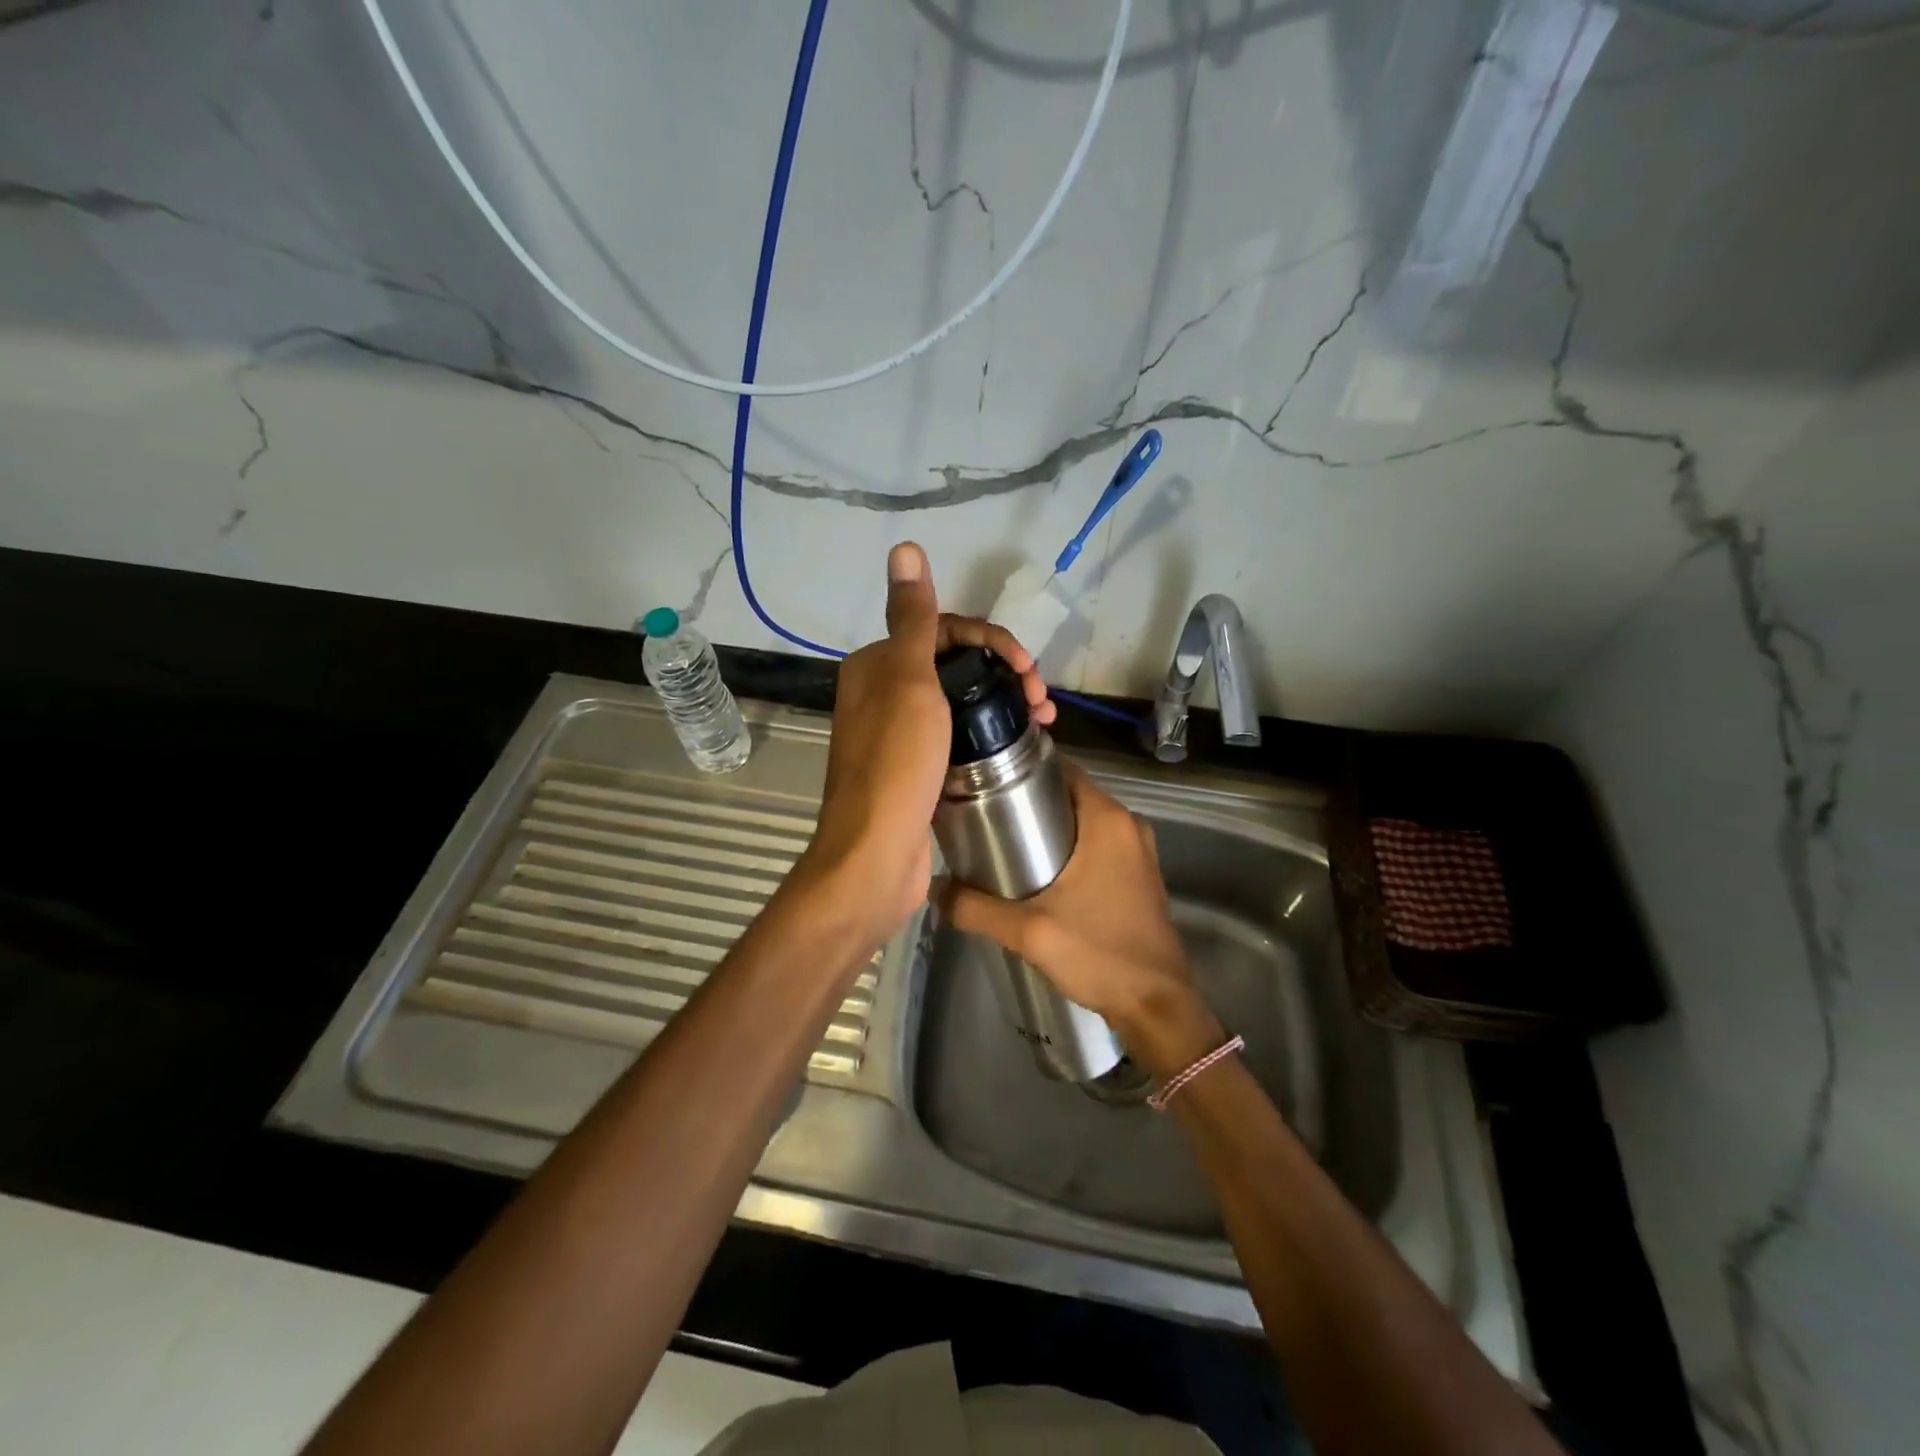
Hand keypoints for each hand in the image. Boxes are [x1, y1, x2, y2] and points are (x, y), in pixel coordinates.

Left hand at [797, 542, 1050, 947]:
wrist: (875, 858)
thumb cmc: (896, 765)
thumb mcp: (908, 682)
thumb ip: (911, 617)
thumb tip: (905, 547)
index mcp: (877, 665)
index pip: (942, 628)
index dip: (991, 638)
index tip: (1027, 667)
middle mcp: (883, 693)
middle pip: (955, 663)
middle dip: (1004, 669)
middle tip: (1041, 696)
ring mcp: (900, 733)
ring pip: (961, 698)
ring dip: (1003, 699)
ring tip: (1044, 719)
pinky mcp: (917, 767)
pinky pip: (959, 733)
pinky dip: (990, 730)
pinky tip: (1019, 739)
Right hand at [937, 762, 1224, 1077]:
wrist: (1156, 1005)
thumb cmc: (1098, 953)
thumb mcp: (1029, 931)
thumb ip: (975, 908)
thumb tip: (933, 889)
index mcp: (1107, 819)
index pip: (1062, 768)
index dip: (1024, 768)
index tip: (987, 780)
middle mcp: (1127, 824)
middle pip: (1070, 793)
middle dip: (1030, 798)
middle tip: (984, 813)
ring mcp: (1137, 850)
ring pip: (1084, 820)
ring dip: (1049, 824)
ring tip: (1003, 840)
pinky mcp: (1138, 874)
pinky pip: (1097, 843)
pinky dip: (1070, 845)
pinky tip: (1038, 870)